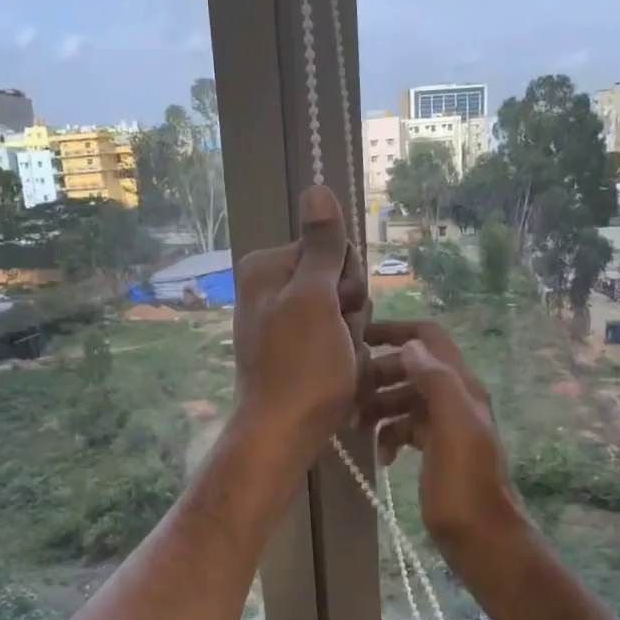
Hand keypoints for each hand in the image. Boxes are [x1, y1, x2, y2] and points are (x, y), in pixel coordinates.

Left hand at [232, 185, 367, 458]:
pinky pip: (337, 340)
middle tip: (336, 340)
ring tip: (337, 362)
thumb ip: (321, 245)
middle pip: (339, 281)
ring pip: (344, 313)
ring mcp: (285, 321)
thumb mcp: (315, 299)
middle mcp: (272, 288)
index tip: (338, 308)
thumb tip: (317, 186)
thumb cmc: (302, 366)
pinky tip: (337, 375)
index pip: (332, 249)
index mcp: (268, 267)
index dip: (346, 280)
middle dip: (350, 312)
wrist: (284, 432)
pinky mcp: (296, 350)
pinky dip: (344, 356)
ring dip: (351, 337)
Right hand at [361, 320, 524, 562]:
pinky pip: (406, 427)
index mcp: (462, 386)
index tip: (359, 337)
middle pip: (411, 368)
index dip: (396, 331)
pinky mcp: (435, 448)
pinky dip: (390, 434)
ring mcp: (445, 424)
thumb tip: (410, 347)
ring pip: (405, 398)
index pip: (429, 338)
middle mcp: (455, 398)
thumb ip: (436, 383)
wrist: (480, 535)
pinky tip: (382, 455)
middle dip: (379, 375)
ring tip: (357, 426)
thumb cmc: (465, 483)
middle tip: (349, 394)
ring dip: (380, 406)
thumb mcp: (454, 428)